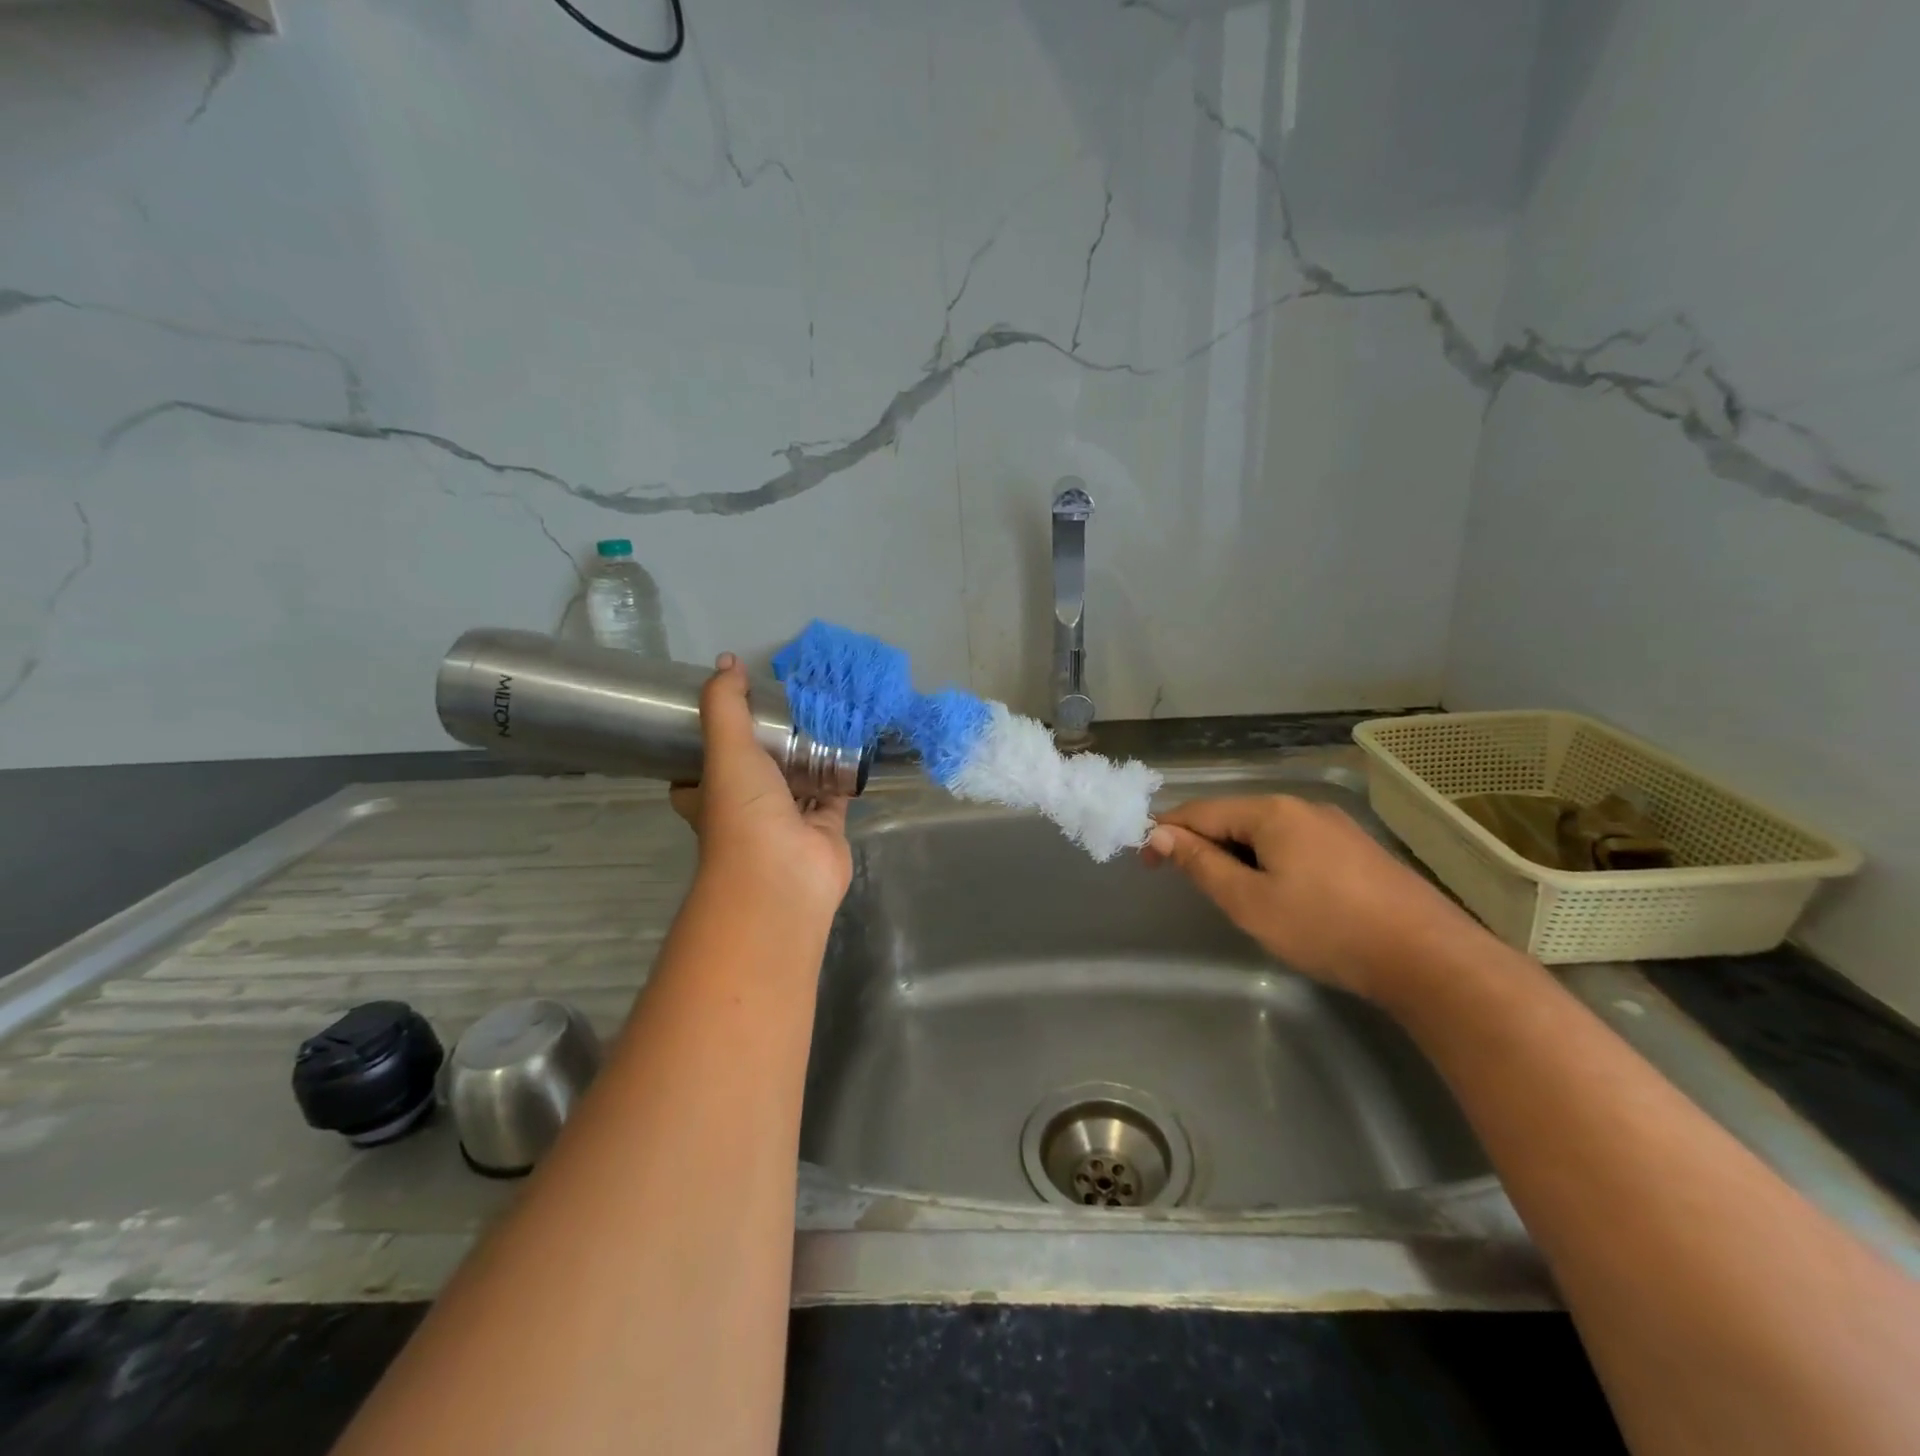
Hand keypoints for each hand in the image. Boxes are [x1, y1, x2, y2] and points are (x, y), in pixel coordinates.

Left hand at [668, 655, 852, 920]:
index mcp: (711, 797)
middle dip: (768, 748)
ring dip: (808, 757)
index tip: (722, 718)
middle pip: (754, 774)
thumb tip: (727, 662)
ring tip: (821, 717)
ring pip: (797, 782)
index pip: (695, 775)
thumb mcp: (725, 750)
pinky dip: (841, 776)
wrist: (783, 876)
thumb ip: (725, 705)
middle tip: (783, 709)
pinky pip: (833, 795)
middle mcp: (746, 810)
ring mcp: (786, 822)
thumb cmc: (742, 814)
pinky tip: (853, 747)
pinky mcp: (824, 829)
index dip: (703, 749)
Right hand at [1142, 795, 1480, 1001]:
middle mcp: (1302, 806)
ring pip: (1266, 831)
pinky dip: (1270, 860)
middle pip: (1234, 817)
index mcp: (1271, 812)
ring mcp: (1335, 826)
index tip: (1144, 862)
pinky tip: (1279, 891)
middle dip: (1203, 843)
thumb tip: (1159, 834)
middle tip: (1189, 883)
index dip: (1166, 833)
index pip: (1200, 811)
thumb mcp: (1249, 901)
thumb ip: (1201, 864)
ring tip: (1231, 892)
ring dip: (1237, 854)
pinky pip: (1295, 843)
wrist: (1428, 958)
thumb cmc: (1325, 928)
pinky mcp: (1357, 848)